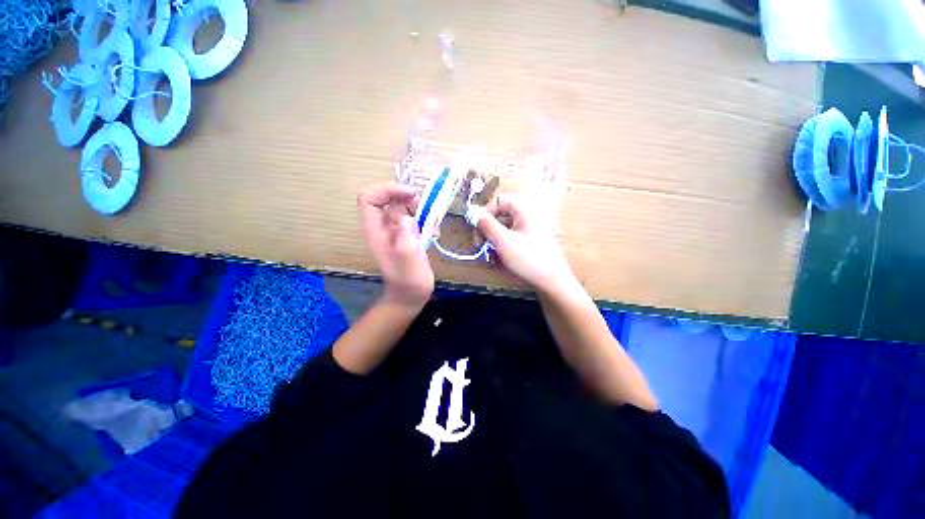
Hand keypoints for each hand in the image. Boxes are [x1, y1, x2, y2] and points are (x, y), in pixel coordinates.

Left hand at [358, 183, 433, 307]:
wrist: (412, 295)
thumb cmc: (408, 281)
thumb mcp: (408, 261)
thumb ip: (405, 239)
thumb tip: (408, 218)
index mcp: (377, 231)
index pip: (369, 199)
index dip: (387, 190)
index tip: (411, 195)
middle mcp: (385, 227)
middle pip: (391, 200)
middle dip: (409, 200)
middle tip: (427, 211)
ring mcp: (397, 231)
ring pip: (405, 207)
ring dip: (421, 210)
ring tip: (433, 225)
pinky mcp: (409, 236)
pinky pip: (416, 218)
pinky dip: (426, 220)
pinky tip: (434, 233)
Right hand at [477, 194, 574, 293]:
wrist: (552, 282)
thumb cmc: (528, 259)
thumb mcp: (503, 241)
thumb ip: (487, 225)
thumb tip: (474, 213)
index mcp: (523, 210)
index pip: (498, 200)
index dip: (485, 213)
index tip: (477, 230)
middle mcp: (527, 216)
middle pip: (500, 215)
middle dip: (487, 230)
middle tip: (479, 245)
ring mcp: (529, 230)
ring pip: (503, 229)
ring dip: (492, 241)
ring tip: (489, 256)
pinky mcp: (529, 242)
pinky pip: (510, 239)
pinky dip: (501, 247)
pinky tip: (498, 260)